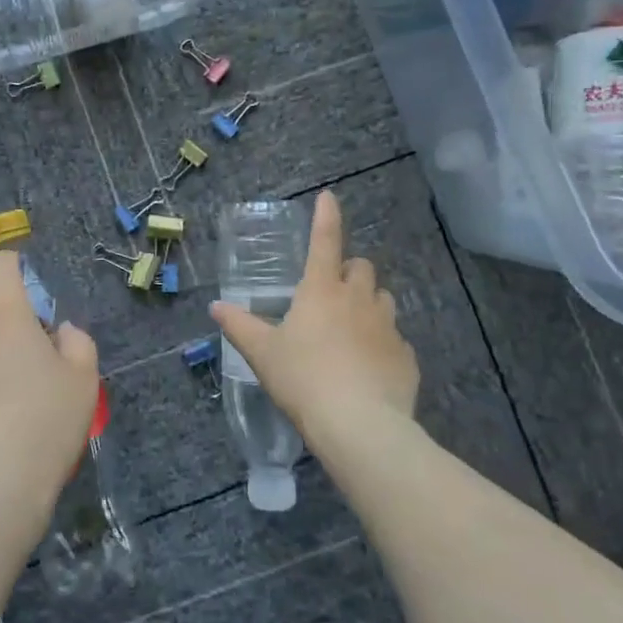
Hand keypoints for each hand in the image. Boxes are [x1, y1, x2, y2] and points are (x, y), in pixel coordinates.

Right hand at [209, 190, 419, 458]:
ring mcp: (388, 327)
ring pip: (383, 299)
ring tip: (352, 328)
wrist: (359, 425)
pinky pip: (395, 339)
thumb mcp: (262, 353)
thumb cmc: (303, 379)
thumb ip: (239, 326)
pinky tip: (369, 367)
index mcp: (322, 290)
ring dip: (369, 304)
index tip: (329, 197)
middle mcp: (359, 299)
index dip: (326, 216)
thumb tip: (216, 306)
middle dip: (349, 271)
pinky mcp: (406, 357)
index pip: (325, 241)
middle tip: (331, 292)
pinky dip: (382, 343)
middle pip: (362, 267)